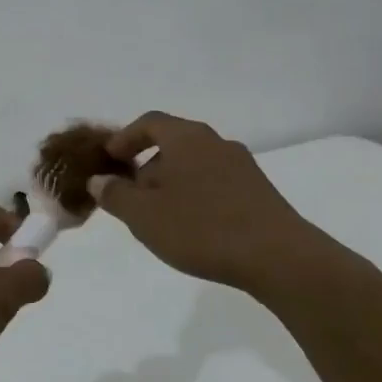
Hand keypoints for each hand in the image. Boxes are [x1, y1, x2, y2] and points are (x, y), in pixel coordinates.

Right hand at [87, 112, 347, 292]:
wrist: (281, 259)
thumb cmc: (202, 228)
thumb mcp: (143, 216)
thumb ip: (115, 195)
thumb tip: (100, 180)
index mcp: (186, 138)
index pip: (149, 122)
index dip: (124, 137)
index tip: (109, 159)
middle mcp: (216, 143)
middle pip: (173, 142)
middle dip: (147, 165)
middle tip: (131, 194)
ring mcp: (243, 166)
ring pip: (195, 164)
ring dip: (172, 182)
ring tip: (160, 215)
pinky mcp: (260, 192)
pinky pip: (216, 182)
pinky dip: (196, 195)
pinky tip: (193, 227)